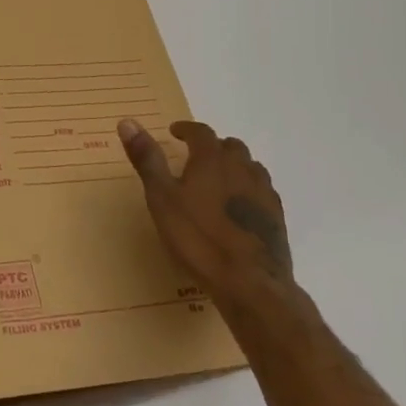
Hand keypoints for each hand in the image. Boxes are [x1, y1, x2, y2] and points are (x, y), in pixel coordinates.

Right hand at [119, 119, 296, 311]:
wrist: (250, 284)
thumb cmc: (198, 238)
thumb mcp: (162, 198)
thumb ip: (147, 159)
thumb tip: (127, 121)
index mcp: (212, 159)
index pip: (201, 132)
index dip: (186, 129)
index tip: (175, 132)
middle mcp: (242, 168)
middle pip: (230, 146)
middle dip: (212, 147)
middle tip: (196, 158)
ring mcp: (263, 192)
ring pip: (250, 167)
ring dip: (234, 167)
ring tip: (218, 181)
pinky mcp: (277, 218)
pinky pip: (262, 191)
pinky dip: (248, 190)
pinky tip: (239, 208)